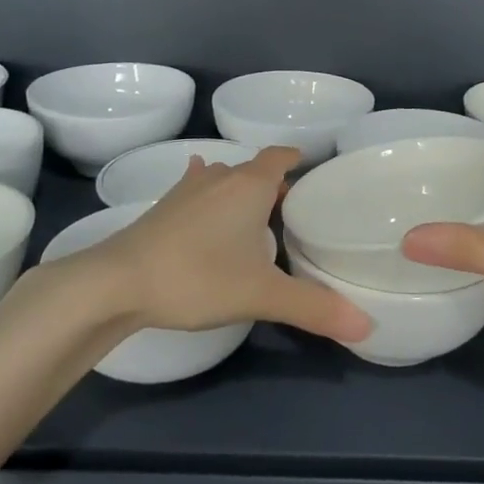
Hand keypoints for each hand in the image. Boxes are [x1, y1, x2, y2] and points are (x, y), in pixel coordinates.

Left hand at [31, 147, 370, 343]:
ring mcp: (187, 190)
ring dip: (241, 190)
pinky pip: (196, 190)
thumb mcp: (261, 295)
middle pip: (255, 169)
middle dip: (274, 183)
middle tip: (294, 211)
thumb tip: (366, 326)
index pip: (280, 157)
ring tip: (256, 214)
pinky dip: (208, 194)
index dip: (297, 160)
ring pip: (224, 178)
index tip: (314, 173)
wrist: (116, 284)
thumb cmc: (197, 277)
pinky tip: (203, 202)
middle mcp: (220, 177)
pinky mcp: (162, 208)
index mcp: (250, 186)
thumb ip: (313, 307)